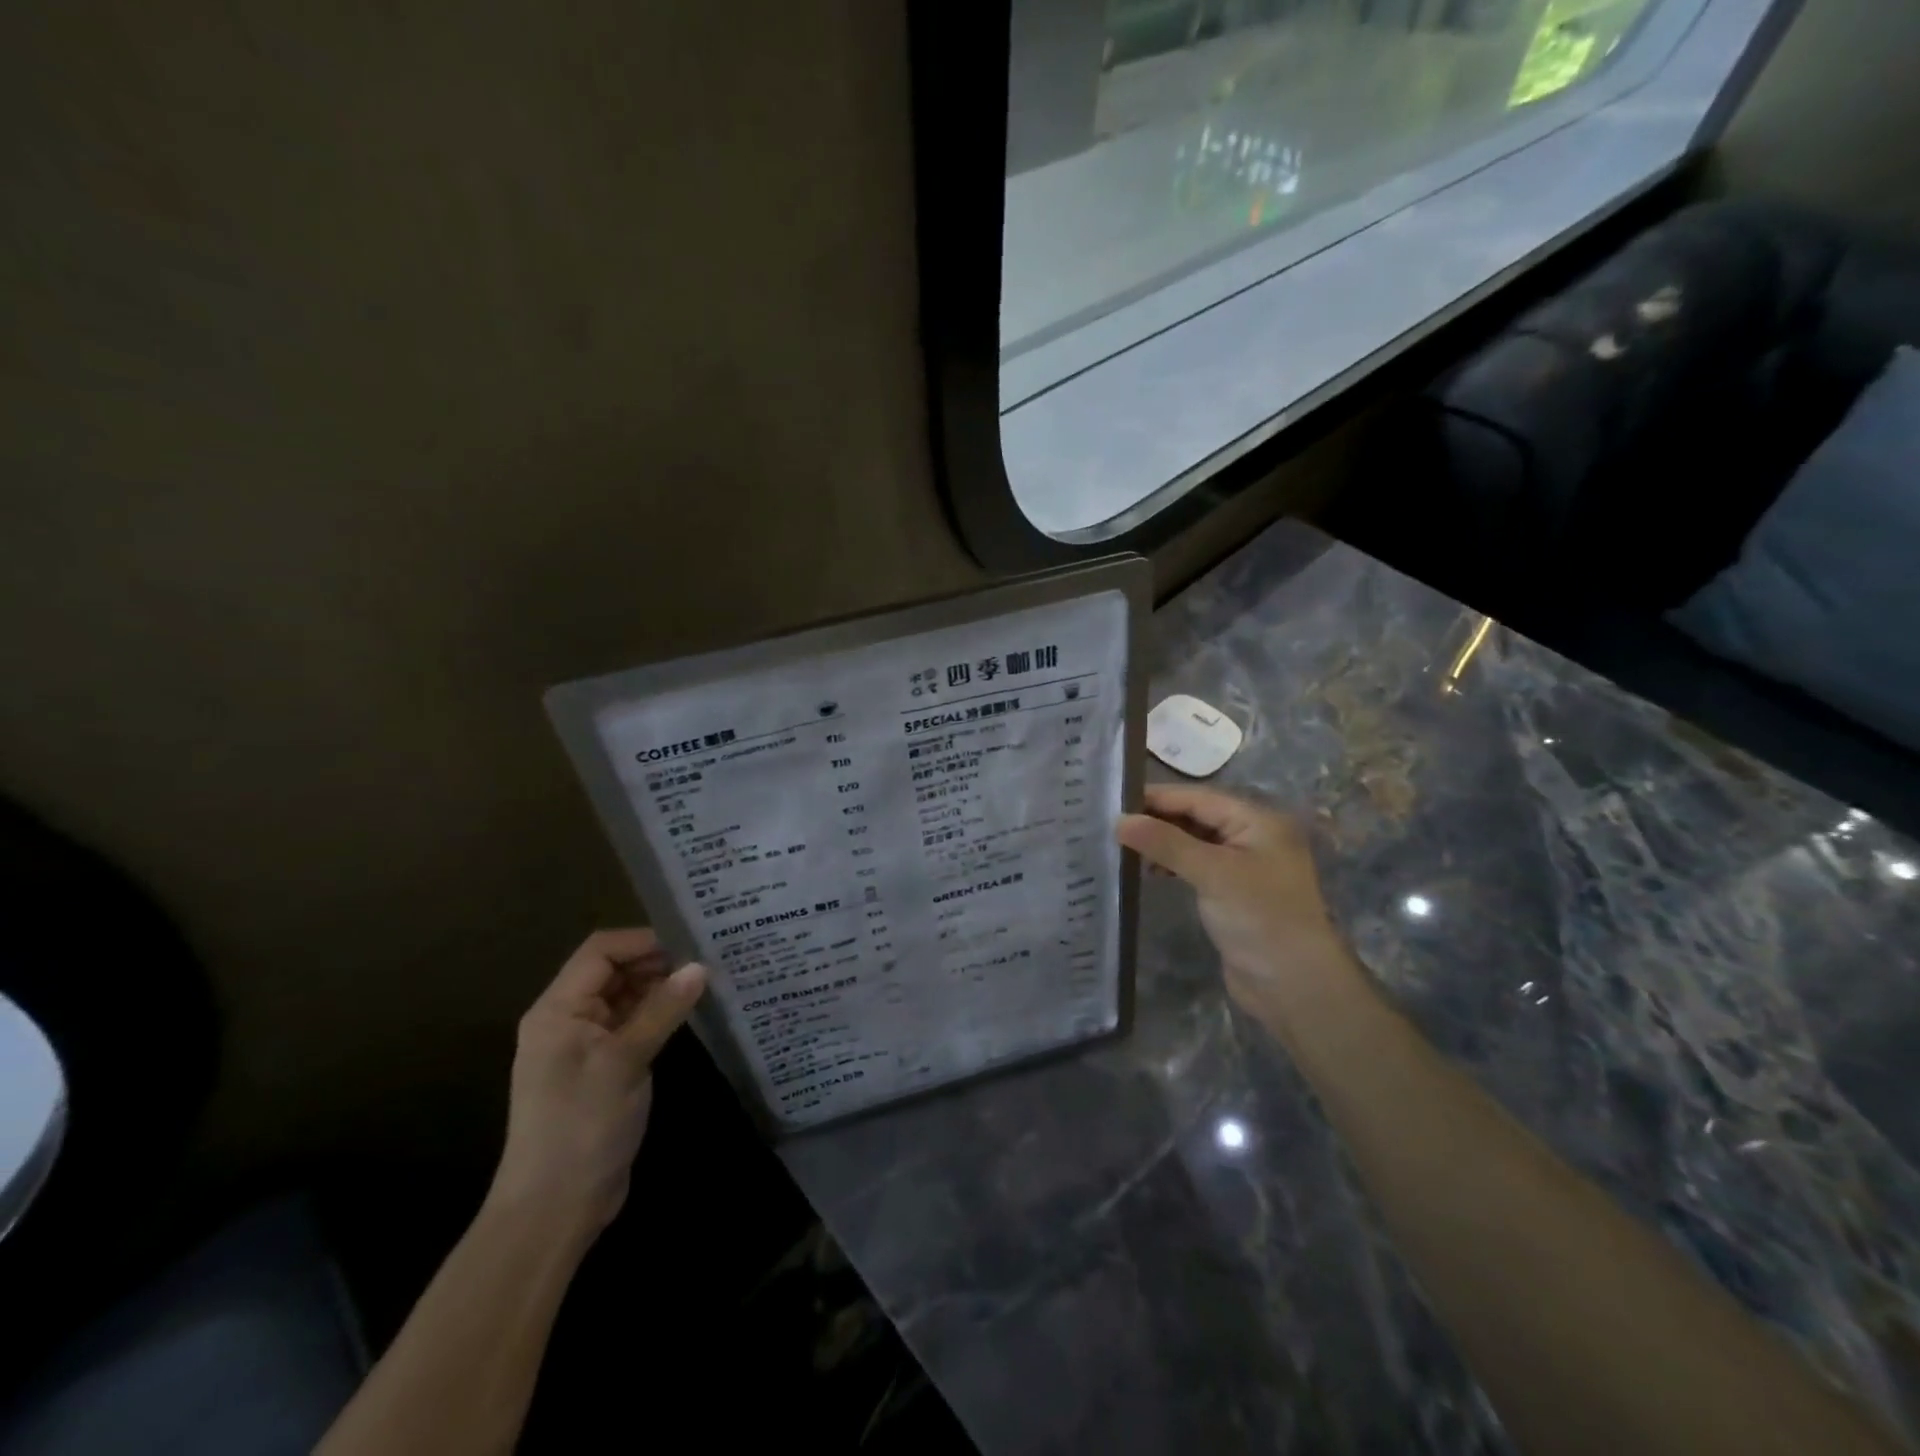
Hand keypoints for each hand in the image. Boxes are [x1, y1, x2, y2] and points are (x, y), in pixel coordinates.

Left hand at [489, 929, 707, 1239]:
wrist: (554, 1209)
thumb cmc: (581, 1126)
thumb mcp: (624, 1061)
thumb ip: (663, 1010)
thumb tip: (701, 966)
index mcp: (558, 1010)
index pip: (600, 951)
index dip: (643, 940)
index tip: (690, 942)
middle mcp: (567, 1019)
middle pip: (612, 970)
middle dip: (656, 961)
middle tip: (707, 959)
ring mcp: (585, 1045)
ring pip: (625, 996)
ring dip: (660, 987)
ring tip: (706, 980)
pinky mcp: (603, 1068)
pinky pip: (632, 1024)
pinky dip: (658, 1014)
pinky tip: (690, 1012)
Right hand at [1118, 786, 1355, 1032]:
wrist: (1295, 985)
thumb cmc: (1259, 917)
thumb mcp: (1212, 873)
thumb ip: (1165, 843)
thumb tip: (1119, 820)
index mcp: (1257, 821)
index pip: (1198, 798)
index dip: (1158, 798)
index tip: (1114, 801)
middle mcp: (1252, 837)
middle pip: (1197, 816)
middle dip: (1158, 820)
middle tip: (1112, 825)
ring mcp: (1243, 866)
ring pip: (1195, 842)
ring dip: (1163, 843)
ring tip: (1125, 848)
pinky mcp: (1233, 894)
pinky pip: (1197, 867)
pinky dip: (1173, 865)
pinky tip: (1151, 872)